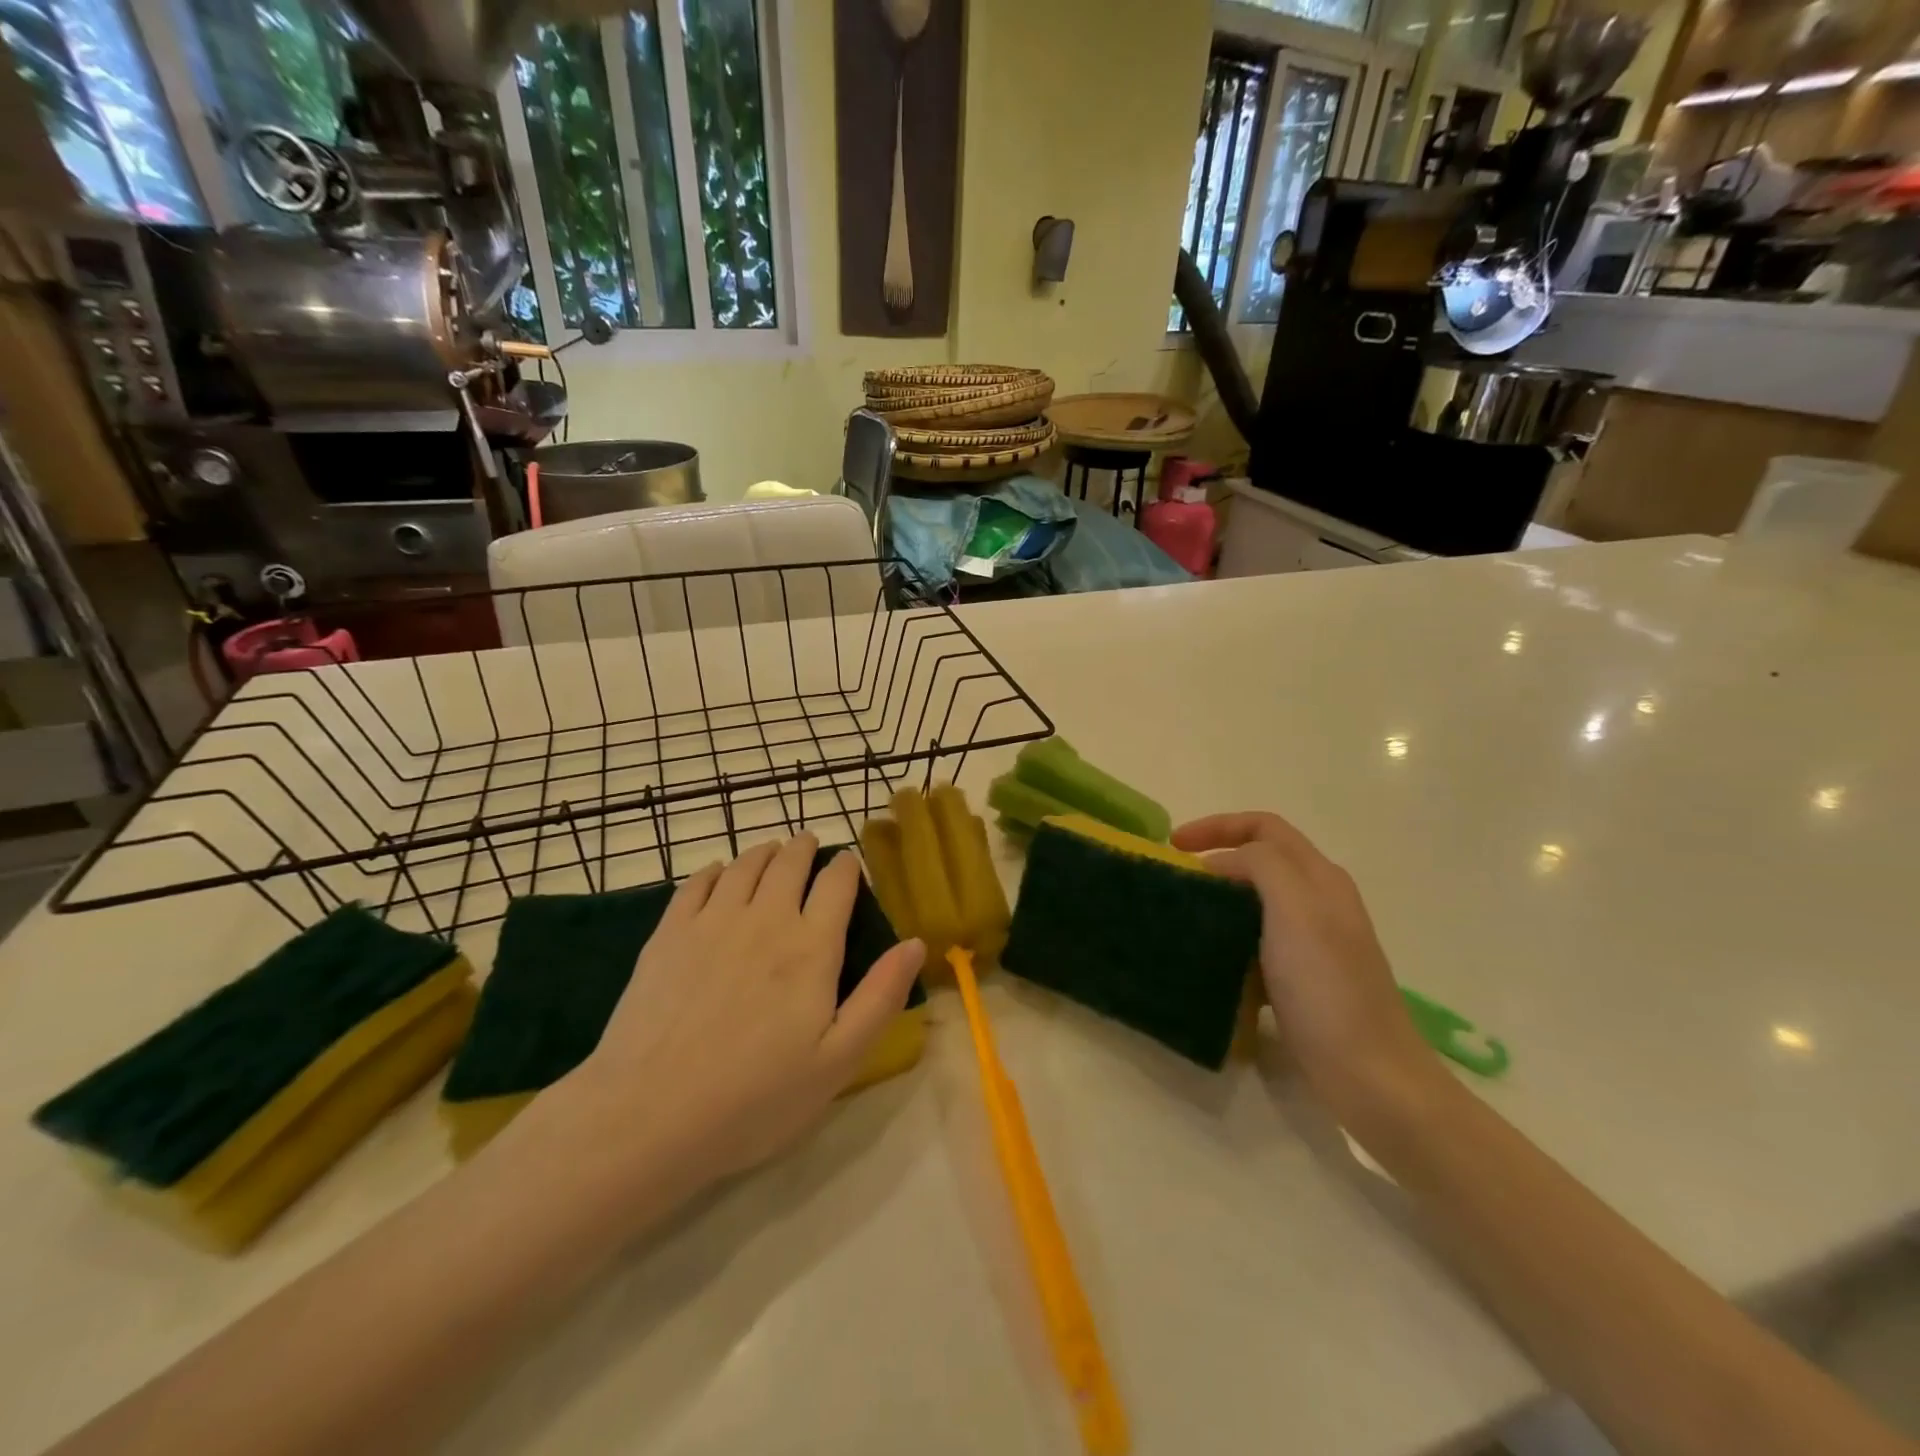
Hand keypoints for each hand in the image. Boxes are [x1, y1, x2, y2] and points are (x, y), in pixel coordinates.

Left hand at [543, 835, 924, 1209]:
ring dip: (765, 852)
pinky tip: (720, 873)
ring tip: (772, 852)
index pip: (837, 884)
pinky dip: (717, 869)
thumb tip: (916, 943)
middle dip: (805, 849)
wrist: (650, 1114)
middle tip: (809, 847)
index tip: (848, 863)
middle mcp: (765, 918)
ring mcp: (712, 921)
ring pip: (745, 865)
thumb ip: (881, 996)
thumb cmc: (756, 1098)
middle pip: (789, 862)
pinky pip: (698, 882)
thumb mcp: (838, 1060)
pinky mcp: (669, 933)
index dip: (846, 866)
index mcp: (811, 946)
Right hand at [1174, 812, 1439, 1119]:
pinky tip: (1209, 961)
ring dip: (1219, 899)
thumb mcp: (1295, 909)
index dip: (1216, 826)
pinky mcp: (1302, 978)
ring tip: (1184, 917)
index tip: (1172, 846)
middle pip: (1260, 859)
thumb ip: (1260, 866)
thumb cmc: (1327, 987)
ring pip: (1256, 901)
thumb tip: (1220, 865)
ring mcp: (1313, 941)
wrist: (1370, 1075)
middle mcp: (1319, 901)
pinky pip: (1256, 941)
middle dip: (1215, 859)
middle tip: (1175, 880)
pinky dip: (1229, 939)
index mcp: (1319, 877)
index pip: (1263, 827)